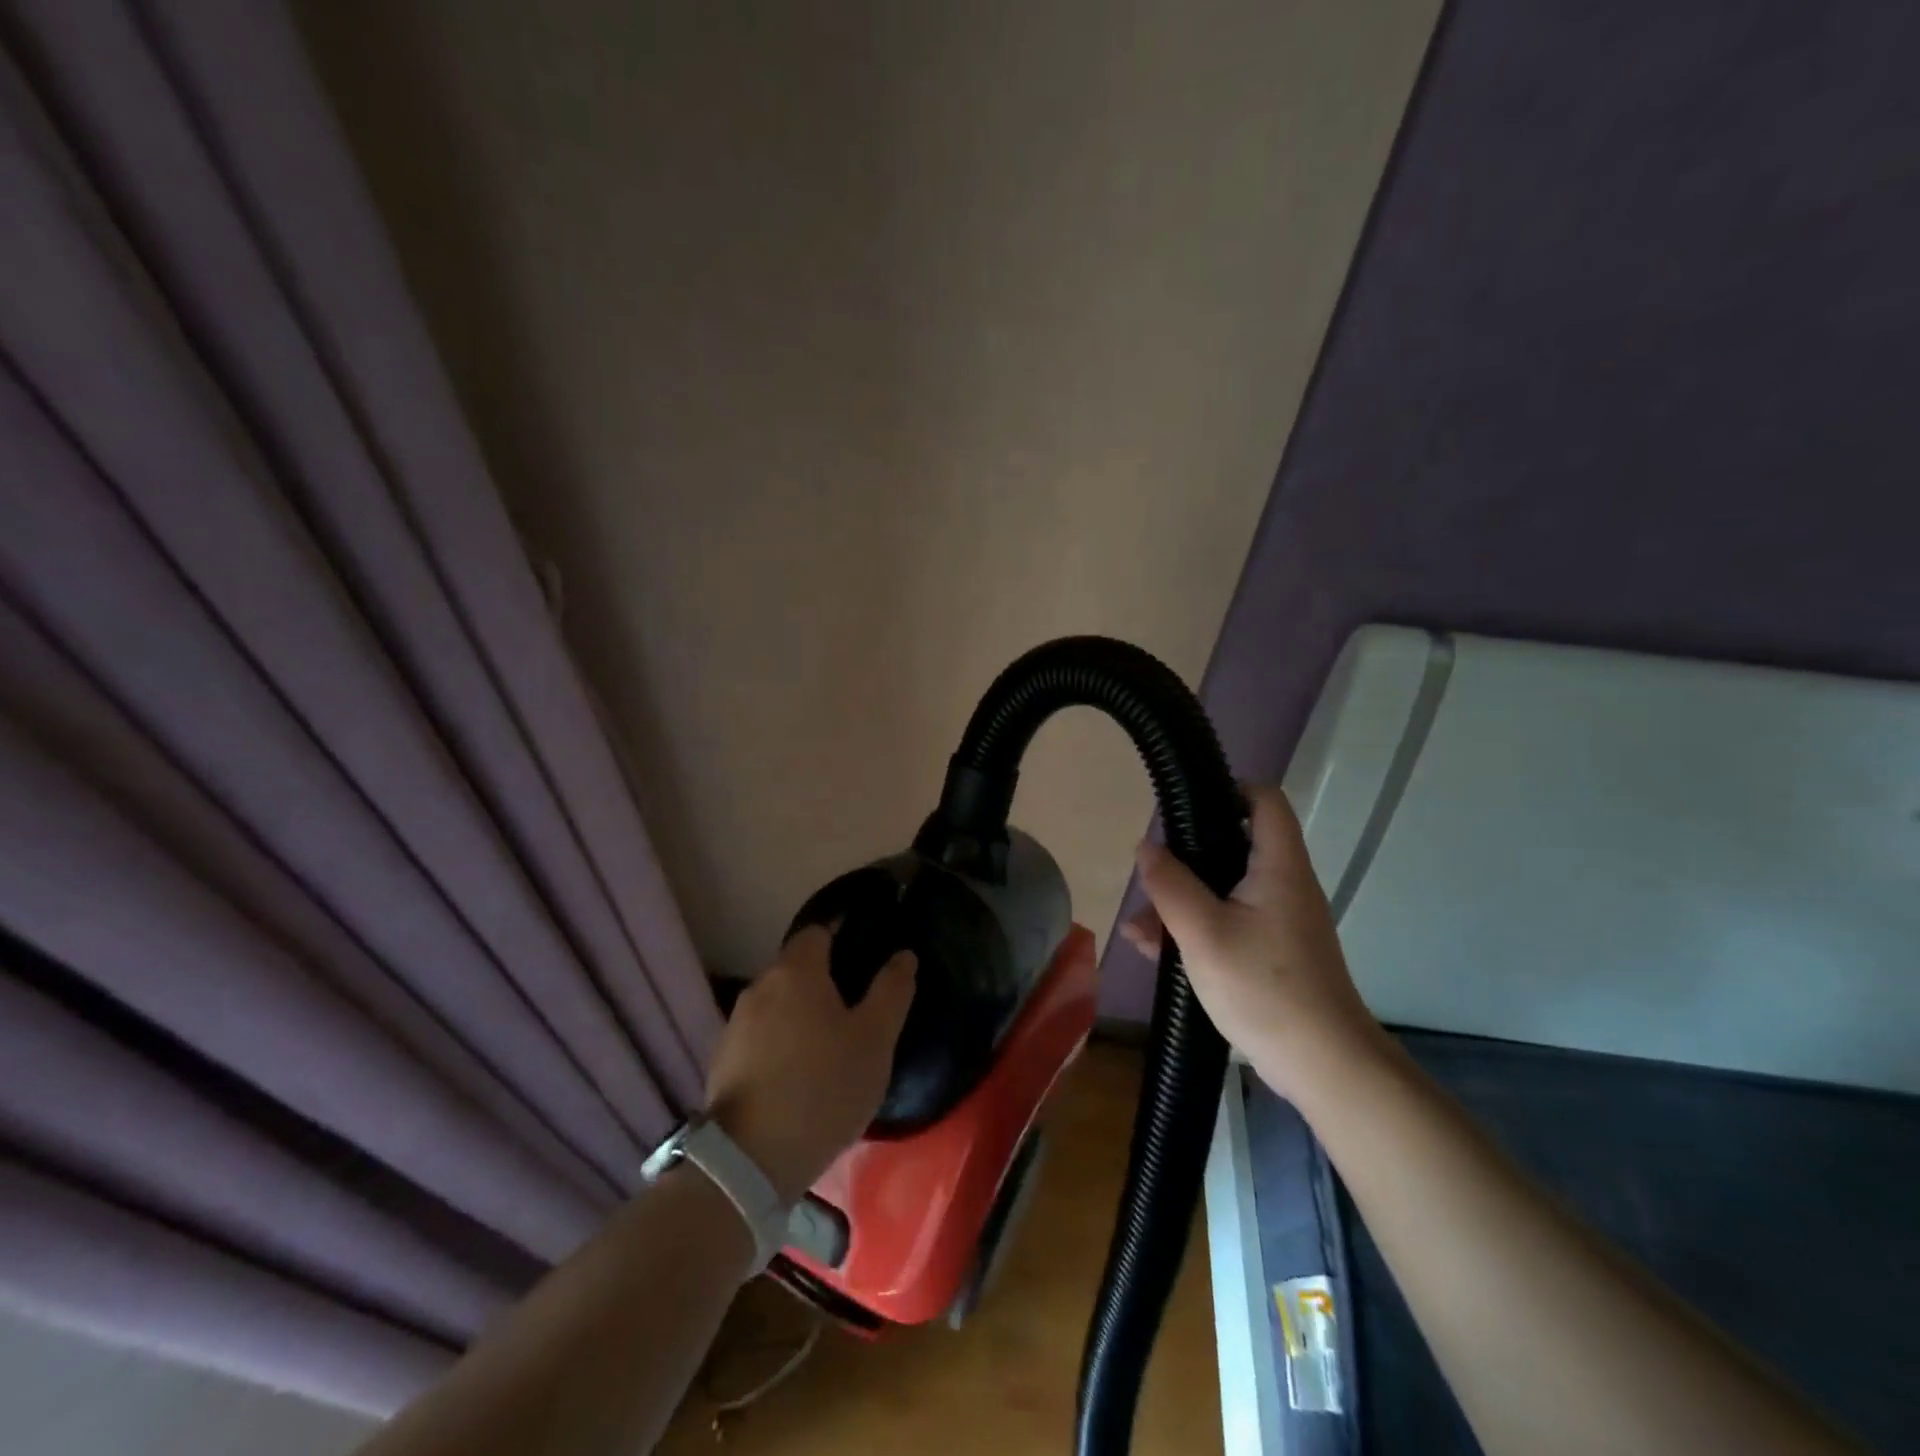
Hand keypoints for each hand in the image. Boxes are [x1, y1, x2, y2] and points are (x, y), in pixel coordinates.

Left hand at [702, 925, 916, 1201]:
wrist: (750, 1161)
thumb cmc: (824, 1087)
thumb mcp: (875, 1040)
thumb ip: (892, 991)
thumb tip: (904, 954)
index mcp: (796, 970)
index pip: (818, 931)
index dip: (842, 937)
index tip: (864, 958)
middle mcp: (760, 985)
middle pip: (796, 967)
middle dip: (823, 980)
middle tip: (855, 1009)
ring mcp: (736, 1023)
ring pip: (777, 1002)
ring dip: (800, 1013)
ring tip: (828, 1045)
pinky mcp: (722, 1059)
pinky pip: (761, 1034)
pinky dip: (780, 1041)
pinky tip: (798, 1072)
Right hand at [1121, 784, 1389, 1105]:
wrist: (1323, 1065)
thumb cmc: (1264, 988)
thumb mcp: (1202, 933)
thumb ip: (1170, 885)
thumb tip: (1146, 846)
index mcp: (1278, 866)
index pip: (1264, 801)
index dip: (1227, 790)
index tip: (1184, 805)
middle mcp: (1284, 885)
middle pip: (1235, 846)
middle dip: (1187, 857)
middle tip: (1151, 871)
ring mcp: (1280, 921)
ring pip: (1225, 890)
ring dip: (1182, 900)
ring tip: (1139, 926)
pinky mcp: (1273, 953)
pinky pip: (1229, 923)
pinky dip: (1195, 928)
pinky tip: (1153, 949)